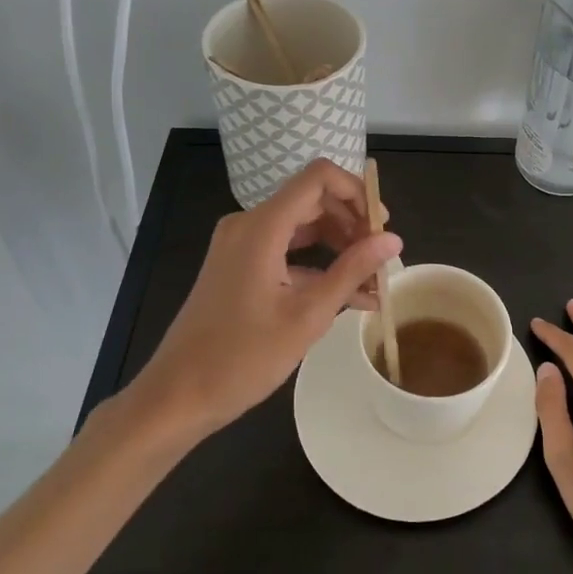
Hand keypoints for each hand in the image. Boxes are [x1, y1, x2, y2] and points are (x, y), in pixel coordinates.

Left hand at [131, 159, 401, 439]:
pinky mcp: (238, 266)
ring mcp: (240, 245)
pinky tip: (348, 296)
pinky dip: (316, 265)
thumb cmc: (242, 357)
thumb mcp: (308, 315)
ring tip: (373, 281)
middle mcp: (248, 224)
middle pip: (312, 201)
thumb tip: (393, 239)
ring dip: (339, 247)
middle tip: (382, 259)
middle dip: (353, 224)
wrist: (178, 395)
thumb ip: (352, 271)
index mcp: (262, 226)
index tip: (381, 227)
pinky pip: (285, 250)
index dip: (356, 192)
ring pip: (301, 227)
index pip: (318, 177)